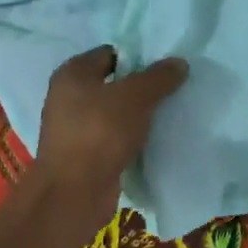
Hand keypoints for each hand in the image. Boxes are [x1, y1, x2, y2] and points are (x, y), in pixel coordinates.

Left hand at [31, 46, 188, 237]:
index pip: (110, 54)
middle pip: (113, 83)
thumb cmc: (99, 132)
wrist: (74, 194)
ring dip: (138, 114)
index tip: (165, 66)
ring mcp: (74, 128)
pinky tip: (154, 139)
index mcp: (72, 74)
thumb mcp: (135, 97)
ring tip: (169, 112)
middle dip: (141, 87)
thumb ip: (158, 77)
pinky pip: (114, 137)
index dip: (137, 57)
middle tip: (172, 88)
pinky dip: (131, 137)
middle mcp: (67, 97)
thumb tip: (179, 63)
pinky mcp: (84, 155)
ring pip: (114, 112)